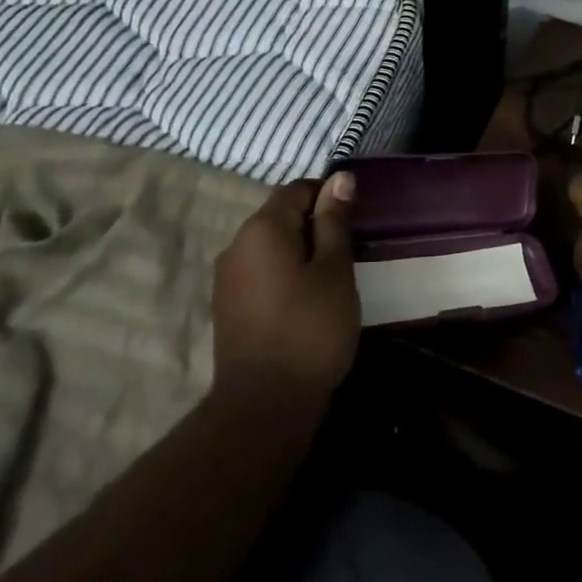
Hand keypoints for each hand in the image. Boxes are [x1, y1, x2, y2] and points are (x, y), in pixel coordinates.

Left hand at [211, 172, 360, 398]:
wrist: (265, 404)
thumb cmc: (311, 328)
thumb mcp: (334, 270)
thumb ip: (334, 221)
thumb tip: (340, 178)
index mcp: (262, 228)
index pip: (297, 189)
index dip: (328, 197)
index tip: (354, 223)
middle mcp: (236, 245)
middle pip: (280, 216)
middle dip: (315, 226)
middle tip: (348, 254)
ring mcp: (226, 277)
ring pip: (270, 246)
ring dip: (300, 252)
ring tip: (331, 280)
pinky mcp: (227, 306)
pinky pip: (260, 272)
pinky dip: (284, 275)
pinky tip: (305, 302)